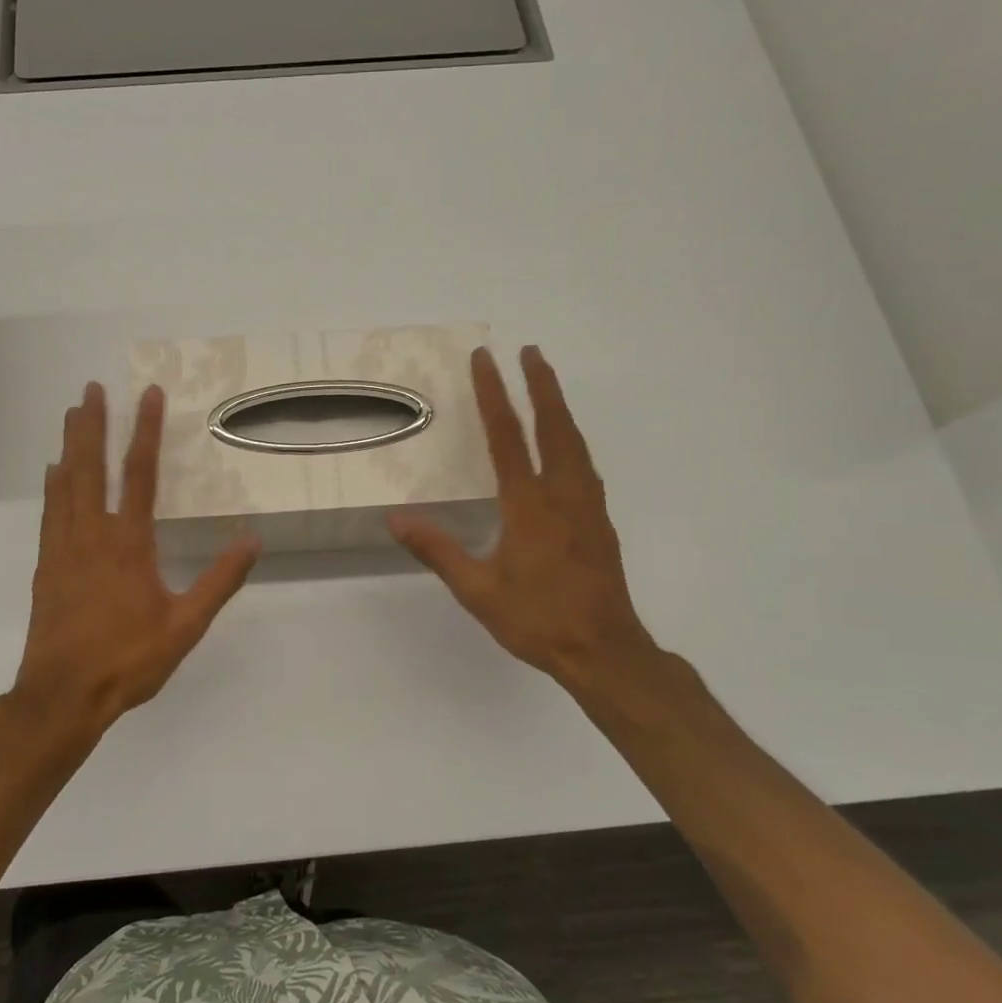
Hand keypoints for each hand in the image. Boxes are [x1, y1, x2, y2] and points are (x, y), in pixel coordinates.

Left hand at [12, 382, 260, 727]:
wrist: (63, 695)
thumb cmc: (129, 659)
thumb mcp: (186, 625)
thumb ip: (220, 580)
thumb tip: (253, 539)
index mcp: (129, 543)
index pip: (139, 473)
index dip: (145, 430)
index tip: (148, 394)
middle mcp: (92, 534)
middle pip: (91, 467)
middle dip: (93, 424)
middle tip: (92, 387)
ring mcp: (64, 548)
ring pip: (65, 483)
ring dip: (70, 445)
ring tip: (72, 413)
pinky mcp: (46, 566)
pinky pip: (50, 512)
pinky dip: (52, 484)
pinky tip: (52, 472)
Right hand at [388, 347, 663, 700]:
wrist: (605, 652)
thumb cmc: (538, 620)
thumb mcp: (478, 591)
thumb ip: (438, 550)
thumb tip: (396, 518)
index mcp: (530, 506)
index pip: (508, 438)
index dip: (494, 396)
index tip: (486, 360)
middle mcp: (563, 496)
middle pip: (555, 427)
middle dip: (541, 385)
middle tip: (530, 350)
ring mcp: (588, 507)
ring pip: (576, 443)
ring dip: (560, 408)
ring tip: (547, 383)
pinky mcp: (600, 522)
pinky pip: (585, 465)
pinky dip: (572, 438)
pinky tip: (567, 445)